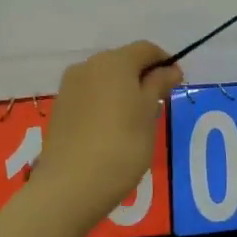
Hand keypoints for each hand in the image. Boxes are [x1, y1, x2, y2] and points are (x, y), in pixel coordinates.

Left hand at [39, 42, 182, 218]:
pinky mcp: (60, 110)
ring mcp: (69, 88)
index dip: (165, 62)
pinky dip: (105, 104)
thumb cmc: (122, 145)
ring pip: (105, 80)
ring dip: (123, 91)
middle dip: (143, 77)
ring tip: (136, 121)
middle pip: (123, 62)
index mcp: (114, 61)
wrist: (70, 186)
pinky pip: (90, 96)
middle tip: (158, 104)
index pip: (146, 49)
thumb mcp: (148, 113)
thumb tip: (170, 69)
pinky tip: (112, 130)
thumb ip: (159, 85)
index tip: (176, 85)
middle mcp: (88, 66)